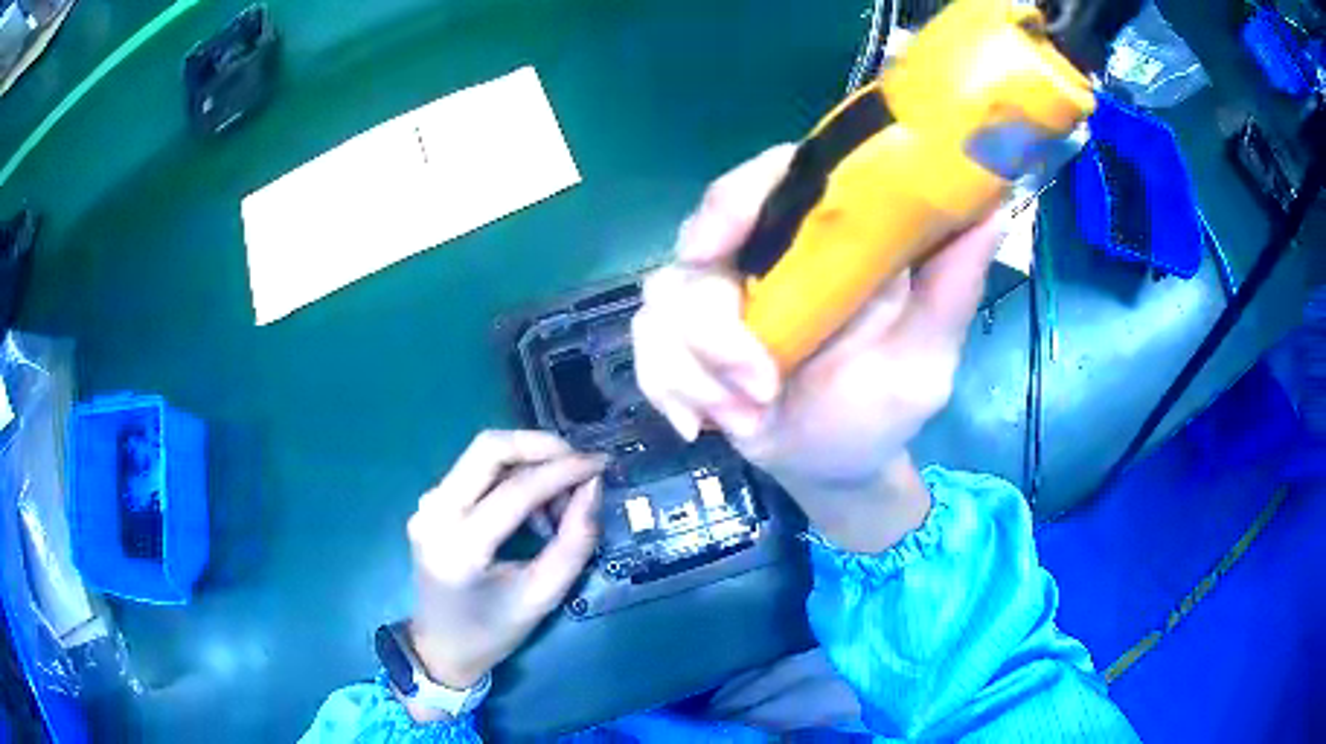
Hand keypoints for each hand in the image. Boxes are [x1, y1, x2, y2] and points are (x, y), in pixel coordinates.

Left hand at [405, 431, 604, 694]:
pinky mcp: (431, 502)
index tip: (600, 464)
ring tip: (557, 505)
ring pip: (482, 455)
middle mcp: (434, 513)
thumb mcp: (543, 596)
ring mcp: (427, 504)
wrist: (441, 646)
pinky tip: (532, 508)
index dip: (562, 470)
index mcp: (459, 547)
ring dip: (527, 463)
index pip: (515, 490)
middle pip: (488, 448)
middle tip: (579, 464)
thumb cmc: (493, 632)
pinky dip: (511, 476)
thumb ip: (574, 542)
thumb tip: (592, 488)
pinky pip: (475, 470)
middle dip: (540, 446)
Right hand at [632, 146, 1003, 550]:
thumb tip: (993, 209)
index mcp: (821, 240)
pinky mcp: (685, 344)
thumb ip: (952, 286)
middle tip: (755, 382)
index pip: (771, 179)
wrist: (837, 465)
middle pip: (698, 237)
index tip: (720, 241)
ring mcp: (716, 298)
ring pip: (663, 301)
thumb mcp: (927, 353)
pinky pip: (647, 351)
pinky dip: (670, 392)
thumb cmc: (885, 405)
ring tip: (747, 419)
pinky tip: (703, 429)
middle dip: (711, 320)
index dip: (737, 194)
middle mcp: (762, 255)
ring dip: (697, 371)